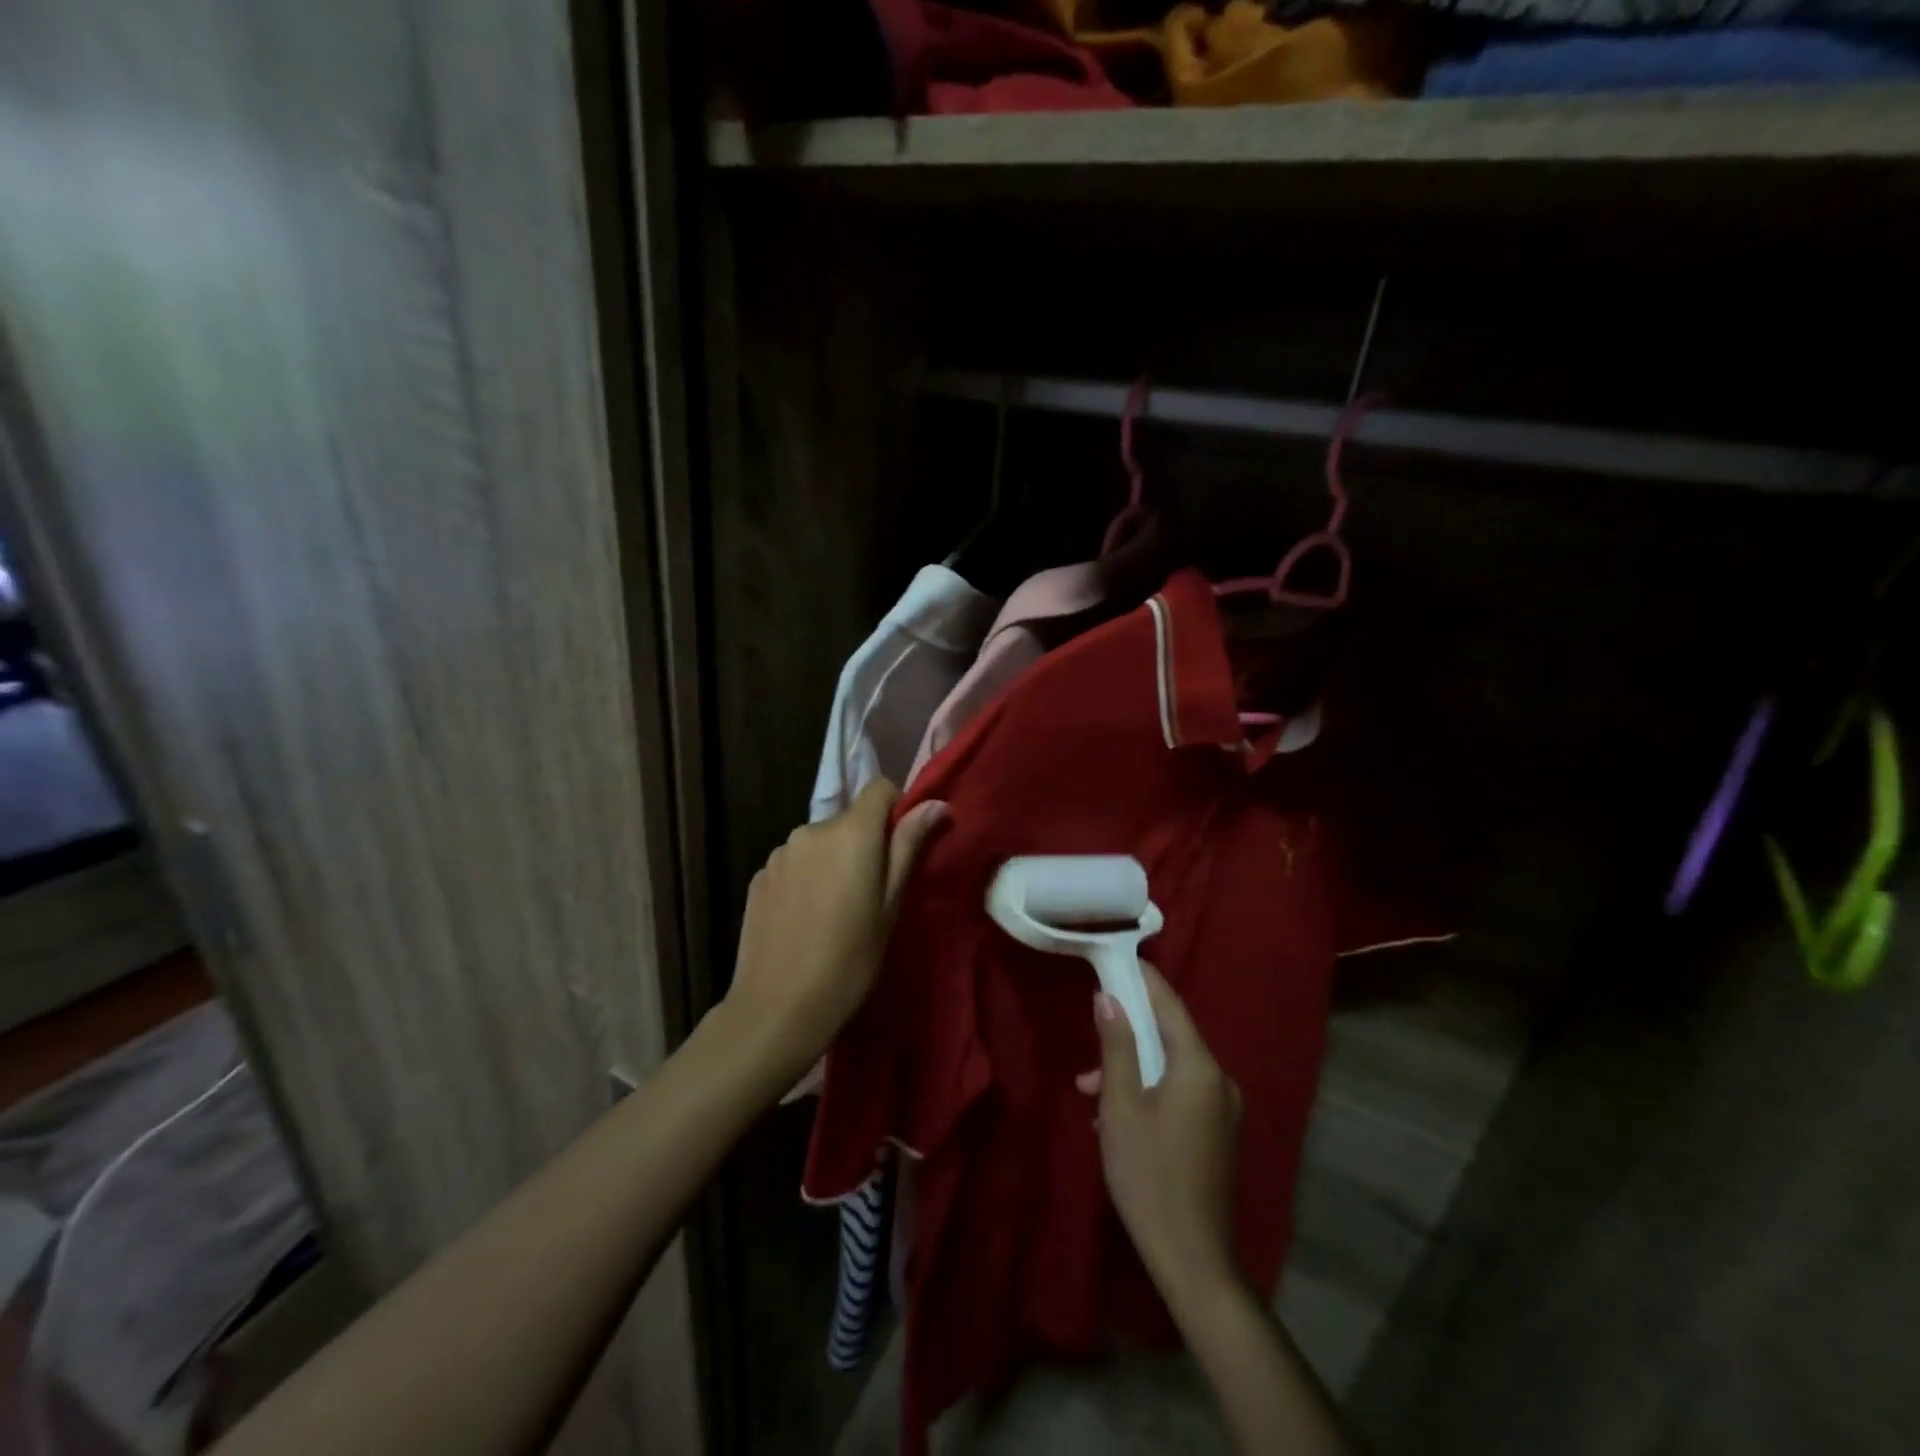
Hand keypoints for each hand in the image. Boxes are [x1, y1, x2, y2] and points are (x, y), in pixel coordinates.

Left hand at [723, 781, 946, 1084]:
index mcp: (850, 832)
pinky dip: (805, 879)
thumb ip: (909, 846)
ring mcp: (779, 853)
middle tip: (869, 893)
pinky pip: (793, 864)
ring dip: (831, 861)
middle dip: (863, 843)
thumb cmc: (850, 959)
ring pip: (819, 843)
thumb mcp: (890, 904)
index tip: (900, 848)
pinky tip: (803, 920)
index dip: (896, 809)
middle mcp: (811, 829)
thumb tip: (937, 803)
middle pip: (848, 820)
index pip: (879, 788)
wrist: (778, 1007)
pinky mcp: (758, 876)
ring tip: (832, 912)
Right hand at [1077, 964, 1243, 1313]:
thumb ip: (1116, 1046)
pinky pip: (1181, 1091)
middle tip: (1090, 1043)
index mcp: (1199, 1066)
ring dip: (1132, 1069)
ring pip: (1171, 1067)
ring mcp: (1223, 1108)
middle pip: (1169, 1036)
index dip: (1141, 978)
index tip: (1115, 957)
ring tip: (1091, 1092)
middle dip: (1127, 1034)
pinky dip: (1149, 1091)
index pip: (1169, 1004)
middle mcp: (1219, 1079)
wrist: (1192, 1259)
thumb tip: (1108, 997)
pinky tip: (1117, 1117)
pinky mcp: (1218, 1132)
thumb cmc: (1148, 1175)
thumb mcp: (1121, 1106)